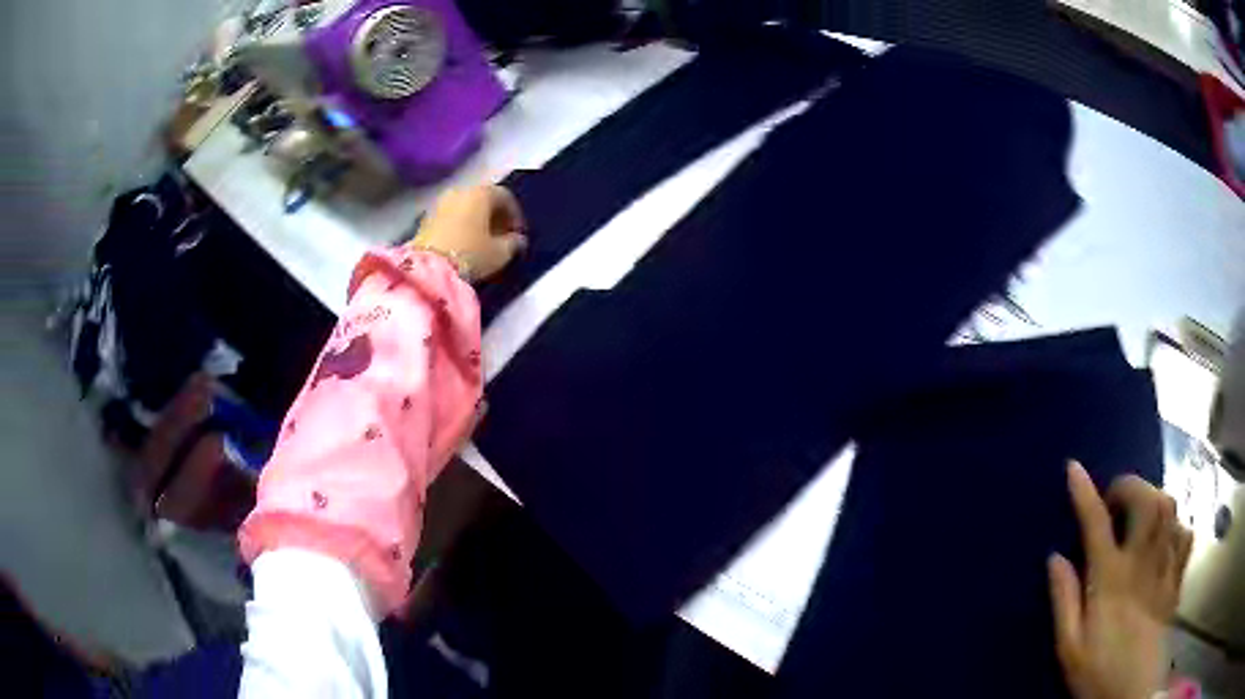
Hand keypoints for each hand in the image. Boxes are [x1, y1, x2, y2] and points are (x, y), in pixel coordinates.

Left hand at [411, 185, 526, 281]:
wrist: (427, 269)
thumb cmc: (471, 255)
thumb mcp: (500, 253)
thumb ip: (513, 244)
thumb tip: (517, 240)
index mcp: (481, 193)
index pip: (504, 196)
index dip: (515, 215)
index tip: (518, 234)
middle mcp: (460, 191)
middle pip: (482, 199)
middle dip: (493, 217)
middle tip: (501, 237)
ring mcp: (439, 204)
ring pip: (464, 208)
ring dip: (475, 222)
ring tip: (481, 243)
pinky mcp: (424, 220)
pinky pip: (449, 218)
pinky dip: (459, 227)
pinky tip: (462, 246)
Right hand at [1048, 461, 1193, 698]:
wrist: (1132, 692)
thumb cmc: (1098, 672)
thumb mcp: (1070, 648)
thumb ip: (1064, 601)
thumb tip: (1055, 557)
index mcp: (1111, 580)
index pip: (1097, 524)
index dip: (1085, 493)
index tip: (1074, 468)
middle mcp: (1143, 562)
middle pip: (1146, 500)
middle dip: (1130, 486)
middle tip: (1116, 501)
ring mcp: (1165, 567)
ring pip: (1169, 509)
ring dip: (1154, 500)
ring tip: (1141, 515)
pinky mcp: (1177, 577)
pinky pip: (1184, 534)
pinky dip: (1175, 527)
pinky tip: (1165, 539)